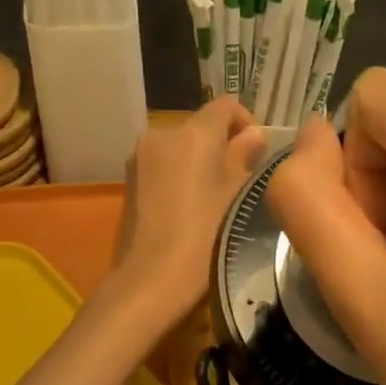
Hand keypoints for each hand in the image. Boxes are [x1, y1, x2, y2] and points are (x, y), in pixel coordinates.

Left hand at [109, 98, 264, 328]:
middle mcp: (162, 134)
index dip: (246, 121)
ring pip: (180, 148)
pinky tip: (188, 210)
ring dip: (199, 162)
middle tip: (239, 181)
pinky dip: (178, 177)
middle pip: (200, 127)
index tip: (257, 152)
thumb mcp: (238, 196)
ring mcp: (140, 158)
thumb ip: (245, 158)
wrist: (152, 278)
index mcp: (194, 133)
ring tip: (213, 199)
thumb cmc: (205, 235)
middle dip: (221, 146)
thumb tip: (253, 135)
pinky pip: (162, 166)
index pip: (225, 105)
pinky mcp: (129, 182)